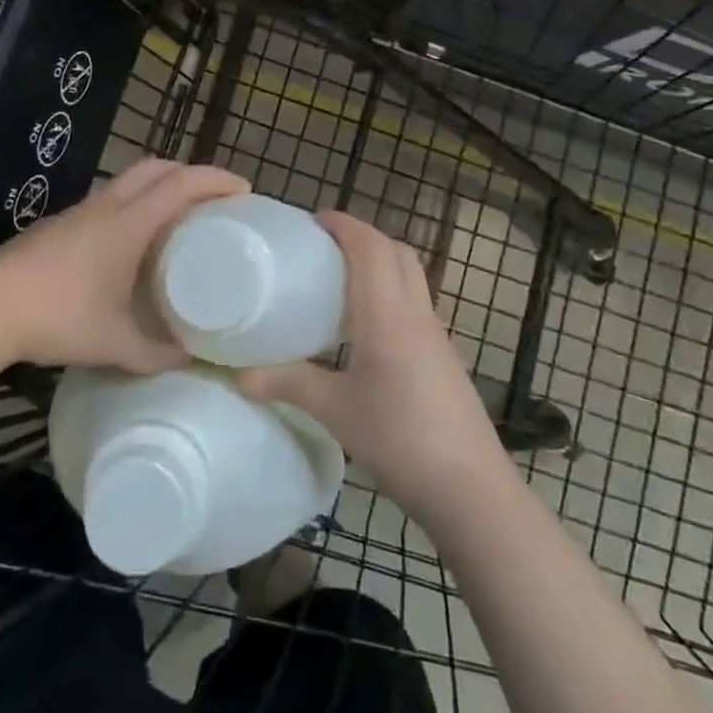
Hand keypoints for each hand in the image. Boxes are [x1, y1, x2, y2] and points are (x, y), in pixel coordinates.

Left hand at [0, 157, 248, 371]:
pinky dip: (135, 202)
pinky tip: (134, 239)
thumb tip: (192, 362)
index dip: (216, 180)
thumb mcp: (114, 343)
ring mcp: (80, 211)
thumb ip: (156, 354)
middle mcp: (107, 205)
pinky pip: (110, 198)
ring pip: (130, 180)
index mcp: (128, 223)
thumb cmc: (57, 317)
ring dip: (160, 185)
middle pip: (156, 167)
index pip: (181, 184)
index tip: (244, 189)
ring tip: (179, 217)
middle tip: (215, 199)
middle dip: (190, 173)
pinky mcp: (61, 224)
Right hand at [239, 212, 510, 529]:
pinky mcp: (444, 356)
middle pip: (396, 252)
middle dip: (363, 236)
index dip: (344, 224)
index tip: (313, 221)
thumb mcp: (335, 411)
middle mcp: (416, 313)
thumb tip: (240, 375)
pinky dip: (392, 291)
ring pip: (411, 275)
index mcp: (387, 314)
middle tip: (324, 246)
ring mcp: (436, 334)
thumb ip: (289, 384)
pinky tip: (367, 326)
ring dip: (381, 261)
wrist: (471, 490)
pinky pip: (416, 302)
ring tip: (341, 279)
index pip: (370, 247)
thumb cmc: (399, 440)